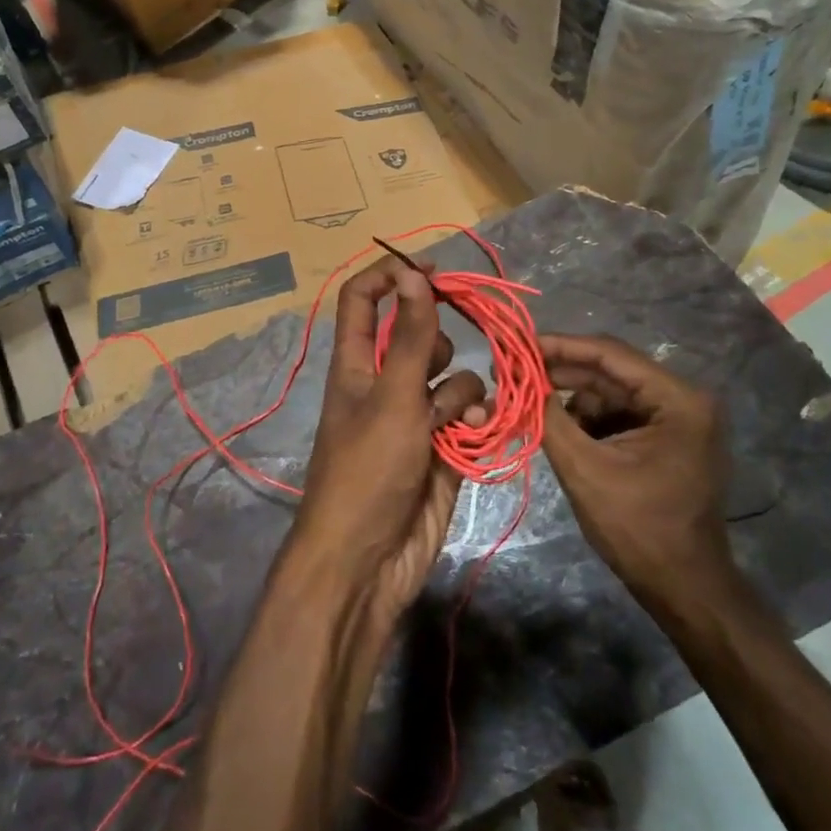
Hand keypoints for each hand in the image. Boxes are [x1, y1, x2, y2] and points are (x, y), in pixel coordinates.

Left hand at [291, 257, 486, 637]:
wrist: (369, 561)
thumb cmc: (368, 470)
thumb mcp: (391, 396)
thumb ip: (408, 335)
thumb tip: (412, 272)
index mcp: (355, 362)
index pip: (363, 299)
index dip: (390, 275)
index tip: (431, 268)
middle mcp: (384, 382)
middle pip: (416, 335)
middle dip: (437, 341)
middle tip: (443, 357)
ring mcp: (414, 415)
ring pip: (449, 376)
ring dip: (459, 391)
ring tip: (453, 420)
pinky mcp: (442, 447)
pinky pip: (466, 414)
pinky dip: (473, 421)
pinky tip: (474, 438)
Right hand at [537, 333, 734, 613]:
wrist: (684, 590)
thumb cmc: (638, 529)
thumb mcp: (584, 468)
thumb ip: (548, 416)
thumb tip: (515, 377)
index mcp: (677, 400)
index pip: (609, 354)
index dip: (559, 346)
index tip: (515, 345)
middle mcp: (683, 399)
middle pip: (609, 371)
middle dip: (560, 374)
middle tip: (511, 374)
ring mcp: (677, 419)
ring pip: (609, 392)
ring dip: (570, 399)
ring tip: (530, 409)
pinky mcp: (666, 438)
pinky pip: (617, 413)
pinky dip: (586, 419)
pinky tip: (558, 431)